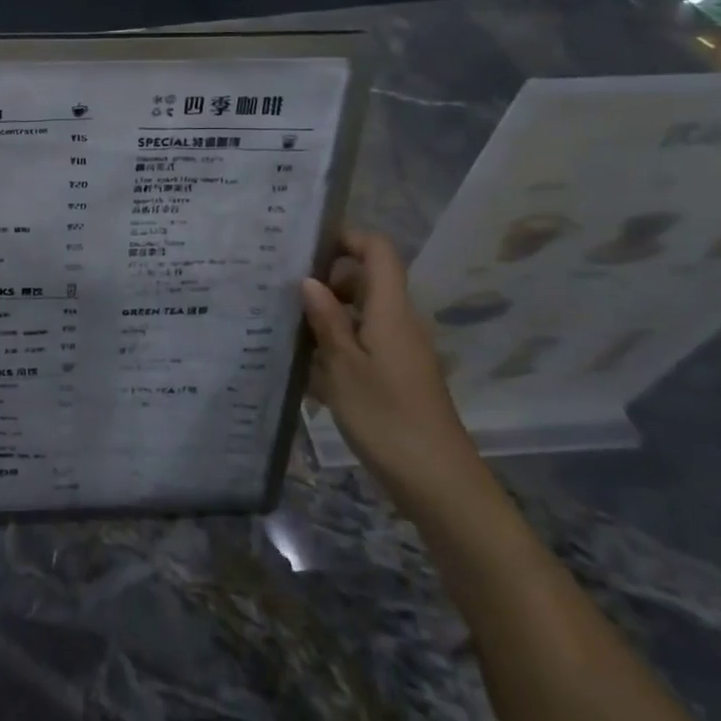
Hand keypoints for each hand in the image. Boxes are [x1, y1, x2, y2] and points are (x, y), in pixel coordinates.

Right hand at [300, 230, 483, 506]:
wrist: (438, 482)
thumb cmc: (387, 417)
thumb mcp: (343, 367)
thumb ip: (326, 320)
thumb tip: (310, 280)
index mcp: (390, 310)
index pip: (378, 250)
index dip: (346, 238)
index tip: (306, 249)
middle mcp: (400, 321)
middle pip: (366, 280)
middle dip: (326, 280)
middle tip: (283, 292)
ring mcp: (400, 349)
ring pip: (361, 313)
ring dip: (327, 316)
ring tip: (285, 328)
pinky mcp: (398, 375)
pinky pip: (364, 342)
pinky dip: (337, 345)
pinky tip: (306, 368)